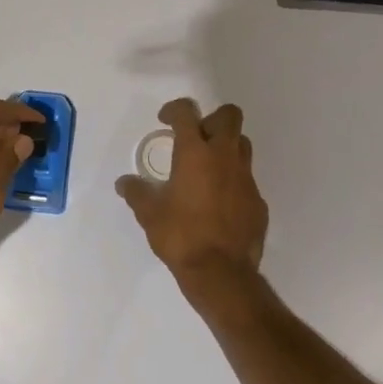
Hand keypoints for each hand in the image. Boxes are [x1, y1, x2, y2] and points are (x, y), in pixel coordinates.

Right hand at [116, 98, 267, 299]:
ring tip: (207, 168)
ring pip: (242, 144)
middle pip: (229, 116)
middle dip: (211, 119)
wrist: (221, 273)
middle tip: (194, 139)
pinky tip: (219, 202)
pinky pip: (246, 179)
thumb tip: (124, 183)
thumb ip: (136, 192)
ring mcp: (246, 178)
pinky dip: (233, 181)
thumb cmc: (180, 236)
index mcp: (195, 153)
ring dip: (226, 147)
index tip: (165, 120)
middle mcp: (224, 157)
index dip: (174, 109)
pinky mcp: (258, 201)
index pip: (186, 112)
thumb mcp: (149, 214)